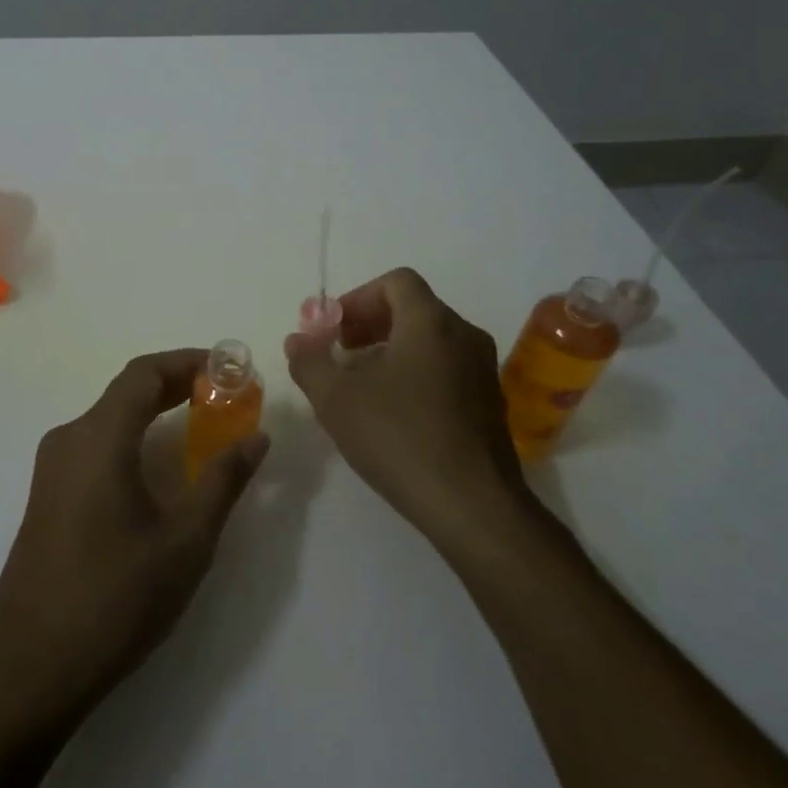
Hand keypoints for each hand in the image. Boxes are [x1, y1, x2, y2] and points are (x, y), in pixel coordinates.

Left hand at [0, 349, 269, 721]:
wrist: (31, 667)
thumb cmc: (115, 598)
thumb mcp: (185, 541)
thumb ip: (223, 480)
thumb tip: (257, 437)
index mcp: (98, 437)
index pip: (144, 373)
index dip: (189, 361)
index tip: (229, 368)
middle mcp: (69, 438)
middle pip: (126, 391)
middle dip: (176, 384)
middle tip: (224, 393)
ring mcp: (52, 468)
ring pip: (109, 418)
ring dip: (154, 410)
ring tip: (200, 423)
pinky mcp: (47, 495)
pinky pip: (95, 445)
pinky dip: (133, 436)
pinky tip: (158, 466)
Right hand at [285, 268, 526, 553]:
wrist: (472, 505)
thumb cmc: (399, 438)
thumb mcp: (335, 398)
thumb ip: (309, 361)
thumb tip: (297, 339)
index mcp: (430, 322)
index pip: (396, 282)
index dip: (358, 297)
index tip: (334, 329)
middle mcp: (464, 335)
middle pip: (413, 308)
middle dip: (370, 324)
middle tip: (340, 353)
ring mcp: (483, 370)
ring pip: (430, 340)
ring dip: (391, 350)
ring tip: (361, 386)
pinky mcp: (490, 403)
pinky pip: (447, 368)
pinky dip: (416, 373)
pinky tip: (394, 414)